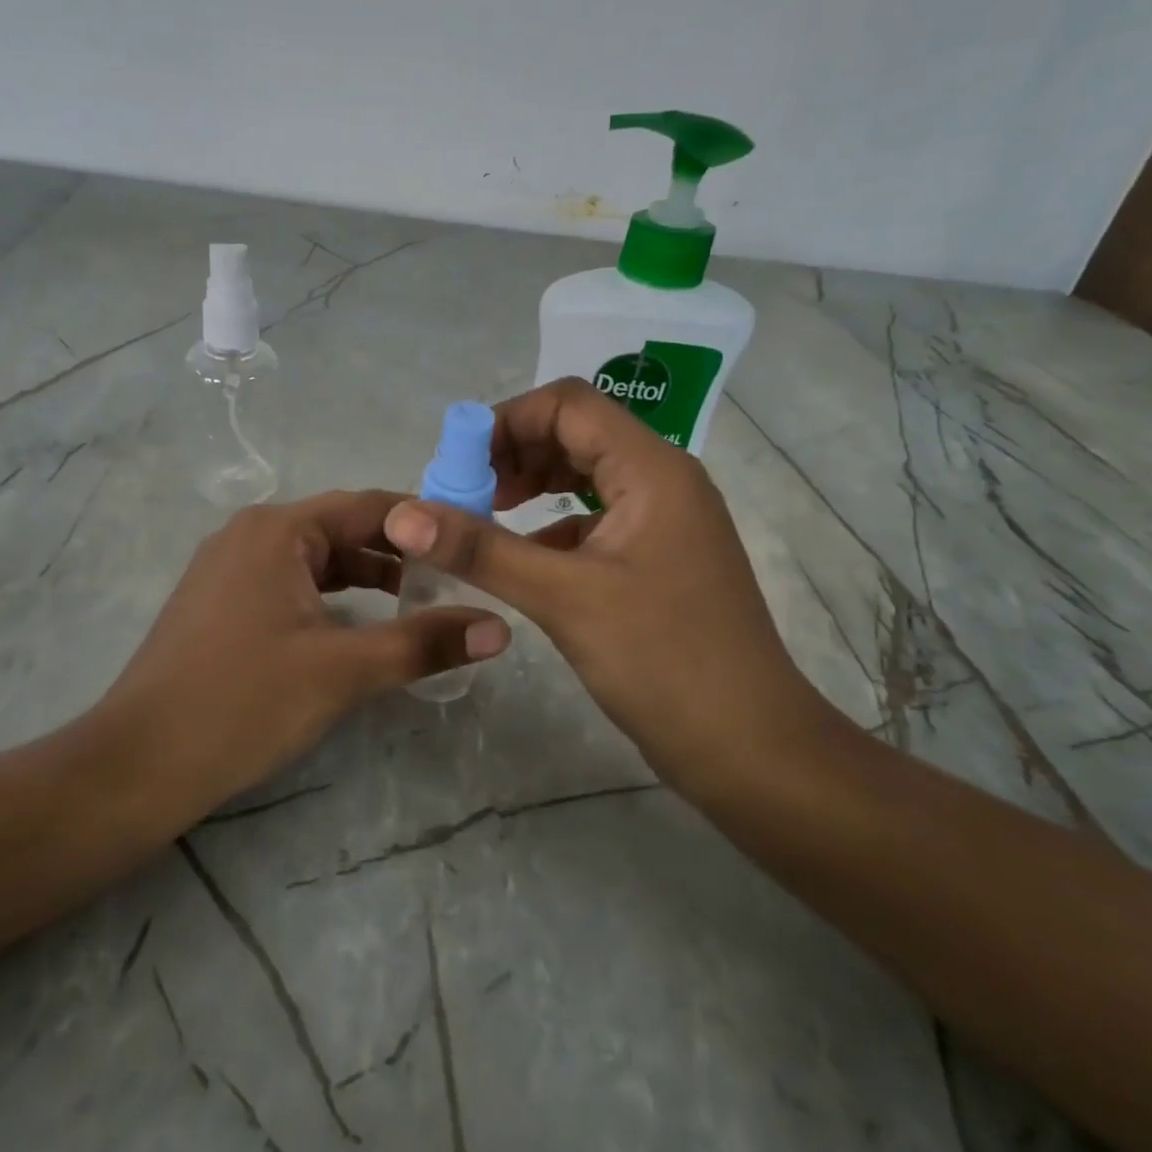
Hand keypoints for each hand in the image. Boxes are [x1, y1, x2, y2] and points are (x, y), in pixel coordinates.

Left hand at [100, 491, 510, 815]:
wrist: (139, 763)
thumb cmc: (243, 702)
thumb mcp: (343, 670)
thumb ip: (423, 643)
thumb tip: (500, 628)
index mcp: (278, 529)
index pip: (369, 507)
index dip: (425, 525)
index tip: (472, 547)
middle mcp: (251, 534)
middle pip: (342, 531)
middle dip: (399, 555)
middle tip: (454, 583)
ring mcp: (229, 569)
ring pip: (315, 562)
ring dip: (365, 579)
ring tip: (417, 606)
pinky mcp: (220, 604)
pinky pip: (290, 585)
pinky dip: (330, 599)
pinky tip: (356, 629)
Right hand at [383, 378, 816, 788]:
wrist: (749, 746)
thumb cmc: (663, 661)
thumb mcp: (564, 598)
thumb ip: (481, 549)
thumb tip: (403, 516)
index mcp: (652, 469)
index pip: (569, 405)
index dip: (506, 421)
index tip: (457, 464)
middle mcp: (664, 480)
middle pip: (577, 434)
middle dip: (515, 454)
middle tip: (466, 495)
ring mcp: (666, 521)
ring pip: (588, 476)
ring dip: (534, 486)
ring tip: (486, 518)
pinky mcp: (660, 558)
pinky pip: (598, 519)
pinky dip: (555, 525)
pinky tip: (526, 559)